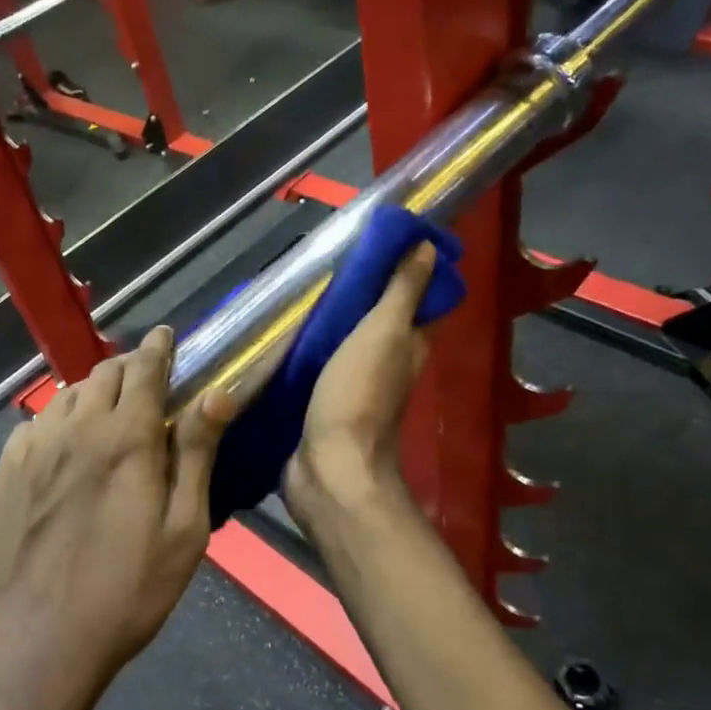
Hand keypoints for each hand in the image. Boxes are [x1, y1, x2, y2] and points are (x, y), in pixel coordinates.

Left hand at [0, 326, 236, 709]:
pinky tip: (67, 447)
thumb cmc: (125, 593)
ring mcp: (31, 449)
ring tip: (110, 413)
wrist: (32, 645)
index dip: (159, 347)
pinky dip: (60, 419)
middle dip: (129, 366)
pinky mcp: (4, 474)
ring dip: (94, 391)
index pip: (144, 369)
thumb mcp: (183, 530)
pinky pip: (37, 423)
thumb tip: (217, 393)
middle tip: (148, 382)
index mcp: (124, 437)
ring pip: (67, 394)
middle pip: (103, 373)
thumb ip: (196, 454)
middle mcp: (74, 428)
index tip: (166, 336)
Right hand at [284, 243, 436, 527]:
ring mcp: (351, 385)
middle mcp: (385, 364)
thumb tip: (428, 246)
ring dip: (326, 319)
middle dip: (355, 292)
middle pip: (374, 319)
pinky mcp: (321, 402)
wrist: (328, 469)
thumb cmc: (358, 396)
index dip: (402, 269)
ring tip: (297, 288)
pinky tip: (283, 331)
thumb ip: (402, 292)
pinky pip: (316, 365)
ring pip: (342, 341)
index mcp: (407, 346)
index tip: (374, 240)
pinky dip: (305, 347)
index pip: (413, 299)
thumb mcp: (384, 333)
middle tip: (322, 261)